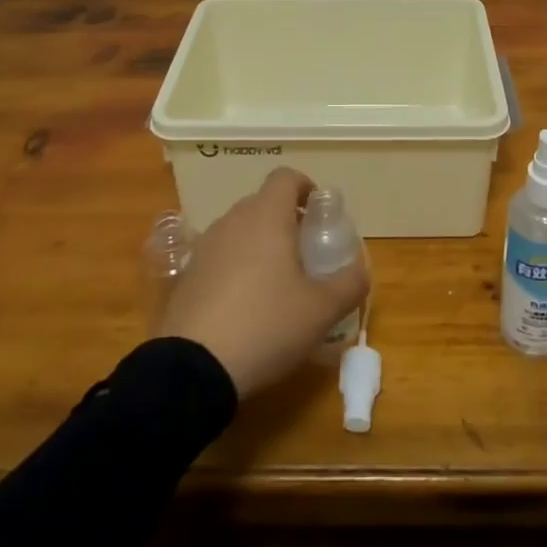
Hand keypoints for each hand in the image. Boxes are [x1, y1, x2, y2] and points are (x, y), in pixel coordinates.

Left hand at [159, 168, 369, 396]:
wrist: (192, 369)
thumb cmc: (266, 325)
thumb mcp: (322, 310)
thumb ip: (349, 283)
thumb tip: (360, 269)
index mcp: (267, 216)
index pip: (286, 177)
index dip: (306, 187)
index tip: (319, 214)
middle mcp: (233, 221)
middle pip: (263, 204)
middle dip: (286, 220)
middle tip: (305, 254)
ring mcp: (205, 247)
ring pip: (240, 230)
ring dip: (260, 245)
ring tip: (276, 284)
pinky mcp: (186, 276)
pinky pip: (219, 257)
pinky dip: (235, 268)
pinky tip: (244, 307)